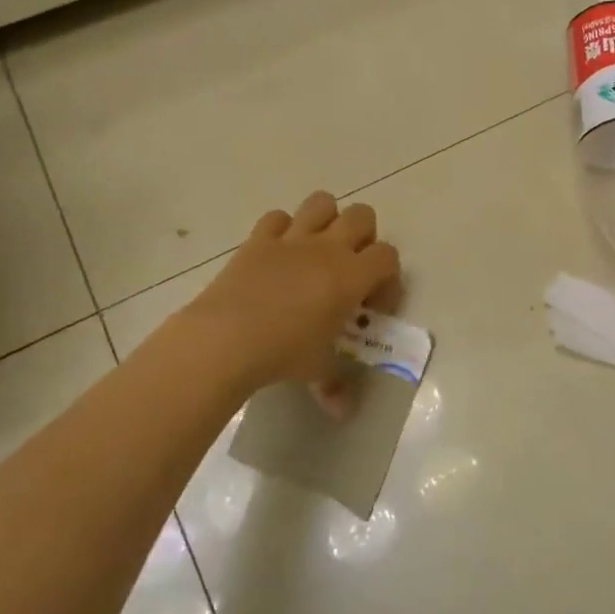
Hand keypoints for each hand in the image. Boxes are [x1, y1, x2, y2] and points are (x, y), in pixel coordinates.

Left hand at [181, 193, 400, 391]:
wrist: (226, 339)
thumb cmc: (284, 354)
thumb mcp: (317, 371)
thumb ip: (335, 385)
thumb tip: (342, 411)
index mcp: (352, 276)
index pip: (388, 256)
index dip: (387, 277)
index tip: (372, 306)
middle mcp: (328, 248)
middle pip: (362, 216)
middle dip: (363, 237)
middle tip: (350, 270)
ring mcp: (292, 239)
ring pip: (322, 202)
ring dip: (326, 219)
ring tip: (318, 250)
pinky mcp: (258, 240)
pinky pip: (277, 218)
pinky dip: (282, 230)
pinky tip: (278, 255)